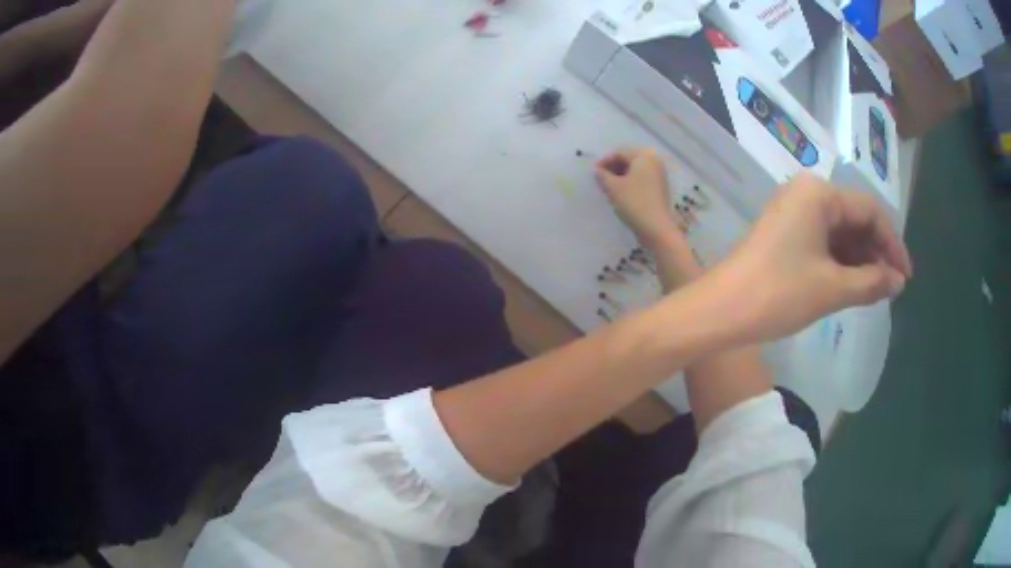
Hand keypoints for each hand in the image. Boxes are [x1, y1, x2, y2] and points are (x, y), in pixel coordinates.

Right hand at [594, 147, 682, 247]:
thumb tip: (597, 170)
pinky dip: (630, 182)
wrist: (657, 228)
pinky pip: (642, 178)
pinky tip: (621, 192)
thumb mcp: (613, 187)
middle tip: (601, 179)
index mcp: (644, 156)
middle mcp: (654, 161)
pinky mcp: (660, 187)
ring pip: (635, 170)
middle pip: (629, 159)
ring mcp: (659, 174)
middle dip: (613, 168)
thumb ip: (603, 175)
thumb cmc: (634, 203)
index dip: (604, 161)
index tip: (593, 172)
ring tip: (609, 186)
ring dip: (621, 175)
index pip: (620, 152)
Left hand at [713, 173, 911, 342]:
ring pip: (840, 231)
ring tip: (875, 290)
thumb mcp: (832, 289)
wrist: (719, 312)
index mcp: (819, 193)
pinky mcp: (785, 232)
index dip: (893, 243)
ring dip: (860, 259)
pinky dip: (841, 261)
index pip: (870, 210)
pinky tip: (853, 284)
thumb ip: (872, 282)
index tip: (905, 277)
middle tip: (891, 287)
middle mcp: (806, 193)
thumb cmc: (779, 294)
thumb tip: (898, 281)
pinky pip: (823, 241)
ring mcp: (793, 212)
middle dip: (876, 252)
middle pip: (855, 217)